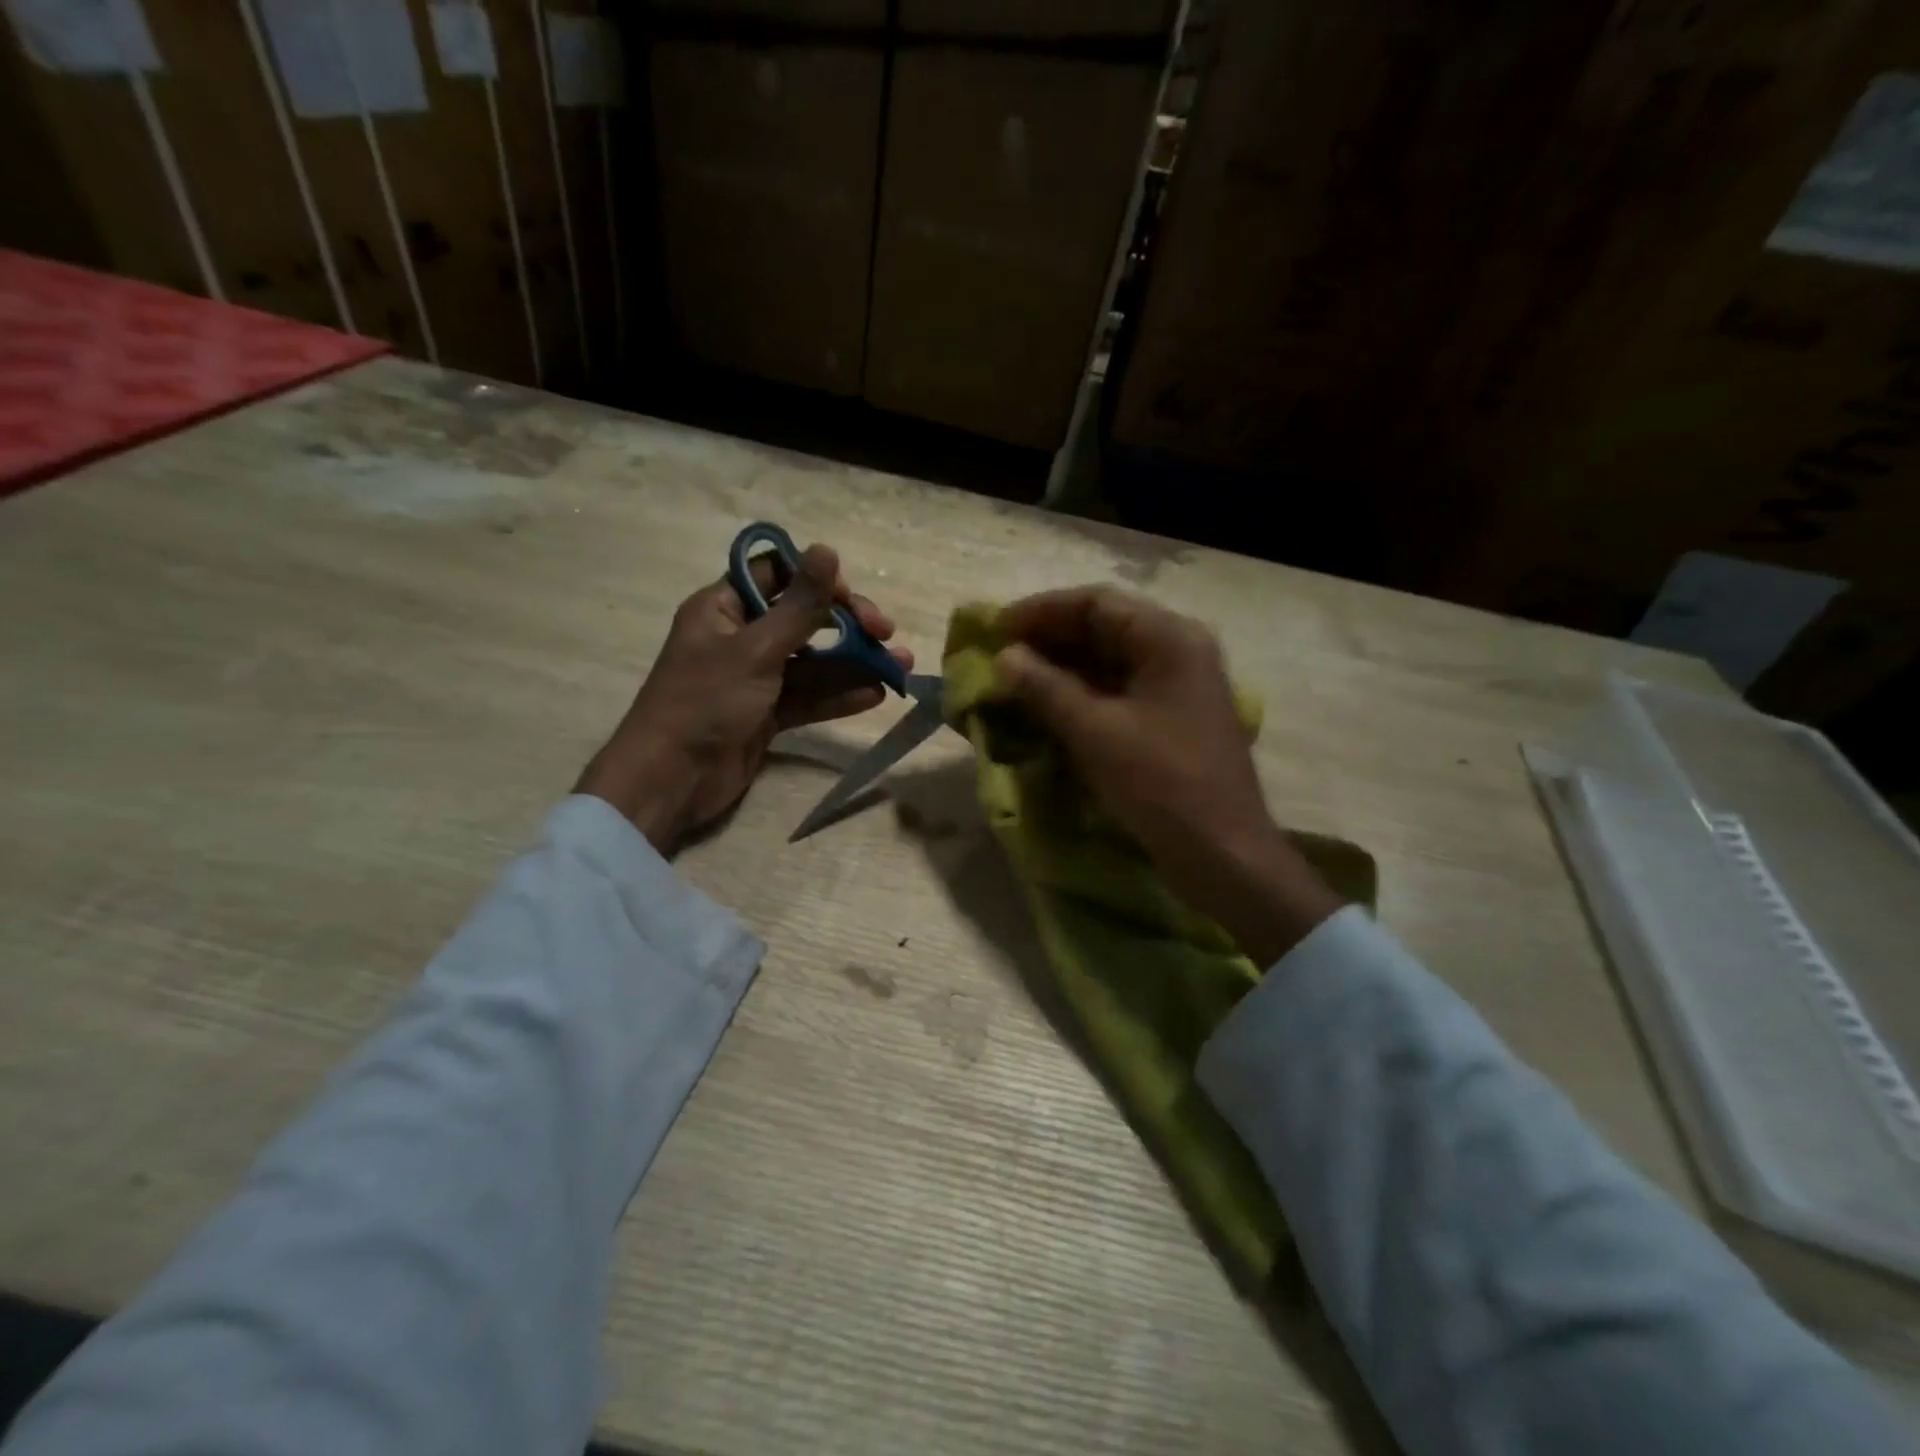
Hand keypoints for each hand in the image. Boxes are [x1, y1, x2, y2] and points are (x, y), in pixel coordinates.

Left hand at [578, 542, 910, 851]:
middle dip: (847, 626)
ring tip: (899, 668)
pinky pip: (809, 697)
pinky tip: (875, 695)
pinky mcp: (767, 714)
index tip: (851, 600)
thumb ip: (799, 605)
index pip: (777, 574)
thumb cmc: (706, 702)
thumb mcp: (756, 649)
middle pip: (803, 619)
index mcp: (724, 608)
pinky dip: (839, 695)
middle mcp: (741, 637)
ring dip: (854, 664)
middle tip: (886, 635)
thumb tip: (827, 549)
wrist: (672, 780)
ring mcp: (756, 678)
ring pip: (813, 662)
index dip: (818, 581)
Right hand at [994, 586, 1340, 963]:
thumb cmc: (1160, 782)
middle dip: (1048, 640)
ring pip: (1109, 661)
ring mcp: (1177, 686)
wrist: (1222, 853)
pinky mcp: (1171, 719)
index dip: (1041, 611)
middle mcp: (1178, 650)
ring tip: (1014, 680)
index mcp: (1169, 638)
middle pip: (1104, 628)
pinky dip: (1081, 694)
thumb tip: (1005, 657)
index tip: (995, 629)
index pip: (1096, 603)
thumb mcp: (1095, 731)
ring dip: (1061, 668)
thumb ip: (1045, 688)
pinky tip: (1047, 707)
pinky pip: (1118, 691)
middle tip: (999, 656)